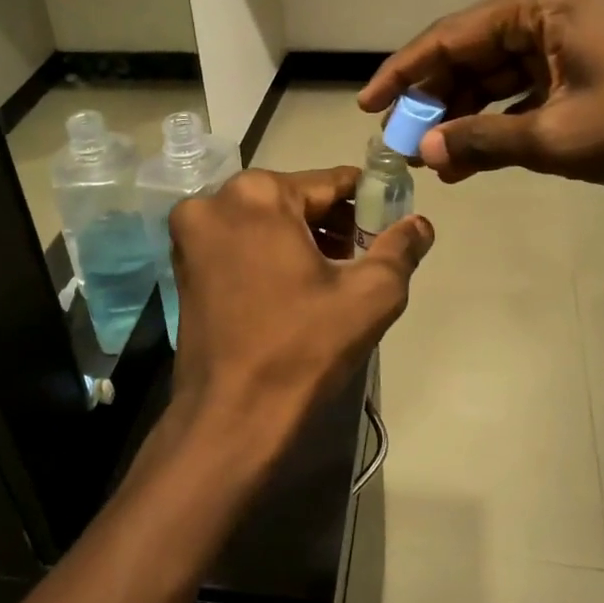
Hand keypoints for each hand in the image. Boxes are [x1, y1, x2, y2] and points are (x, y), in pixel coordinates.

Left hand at [163, 167, 433, 474]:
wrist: (231, 419)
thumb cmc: (302, 349)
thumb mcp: (370, 295)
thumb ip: (401, 248)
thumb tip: (421, 223)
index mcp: (257, 193)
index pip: (331, 182)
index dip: (369, 201)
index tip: (391, 224)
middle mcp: (214, 200)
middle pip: (295, 199)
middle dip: (334, 223)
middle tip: (365, 258)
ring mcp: (191, 234)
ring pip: (266, 221)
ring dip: (303, 239)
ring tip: (337, 277)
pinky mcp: (182, 266)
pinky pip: (240, 243)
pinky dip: (270, 254)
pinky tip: (297, 288)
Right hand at [358, 0, 603, 186]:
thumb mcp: (554, 136)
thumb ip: (481, 141)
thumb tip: (423, 151)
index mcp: (535, 5)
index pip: (447, 37)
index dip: (402, 74)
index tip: (367, 106)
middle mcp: (541, 8)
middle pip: (466, 55)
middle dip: (433, 102)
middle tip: (399, 141)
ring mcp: (558, 34)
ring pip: (490, 75)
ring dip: (462, 117)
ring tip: (432, 160)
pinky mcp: (572, 60)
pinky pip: (517, 88)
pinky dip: (495, 120)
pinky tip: (469, 157)